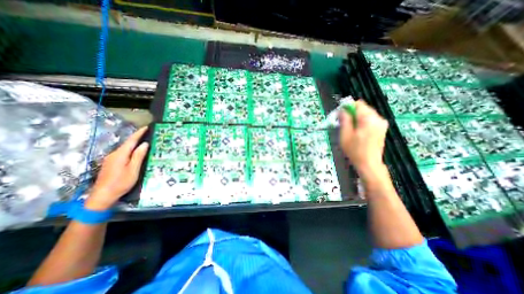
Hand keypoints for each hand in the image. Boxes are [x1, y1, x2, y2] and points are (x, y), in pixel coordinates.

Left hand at [84, 126, 148, 210]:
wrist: (102, 196)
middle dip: (137, 137)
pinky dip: (130, 150)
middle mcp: (114, 154)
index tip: (146, 127)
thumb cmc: (121, 182)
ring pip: (125, 148)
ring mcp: (111, 159)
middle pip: (127, 143)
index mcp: (120, 154)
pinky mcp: (111, 164)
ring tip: (144, 141)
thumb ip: (138, 156)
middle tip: (148, 133)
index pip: (131, 140)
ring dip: (134, 144)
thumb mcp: (133, 169)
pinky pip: (123, 153)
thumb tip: (145, 144)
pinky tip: (136, 152)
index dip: (139, 133)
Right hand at [340, 100, 387, 174]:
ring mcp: (382, 123)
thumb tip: (342, 110)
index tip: (340, 115)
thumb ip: (344, 120)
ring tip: (350, 129)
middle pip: (363, 108)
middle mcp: (378, 118)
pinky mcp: (382, 128)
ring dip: (357, 118)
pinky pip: (370, 119)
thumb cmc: (354, 150)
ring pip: (366, 114)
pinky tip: (358, 132)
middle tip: (344, 123)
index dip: (347, 107)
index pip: (358, 104)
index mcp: (368, 119)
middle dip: (352, 113)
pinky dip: (363, 122)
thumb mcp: (345, 135)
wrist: (369, 164)